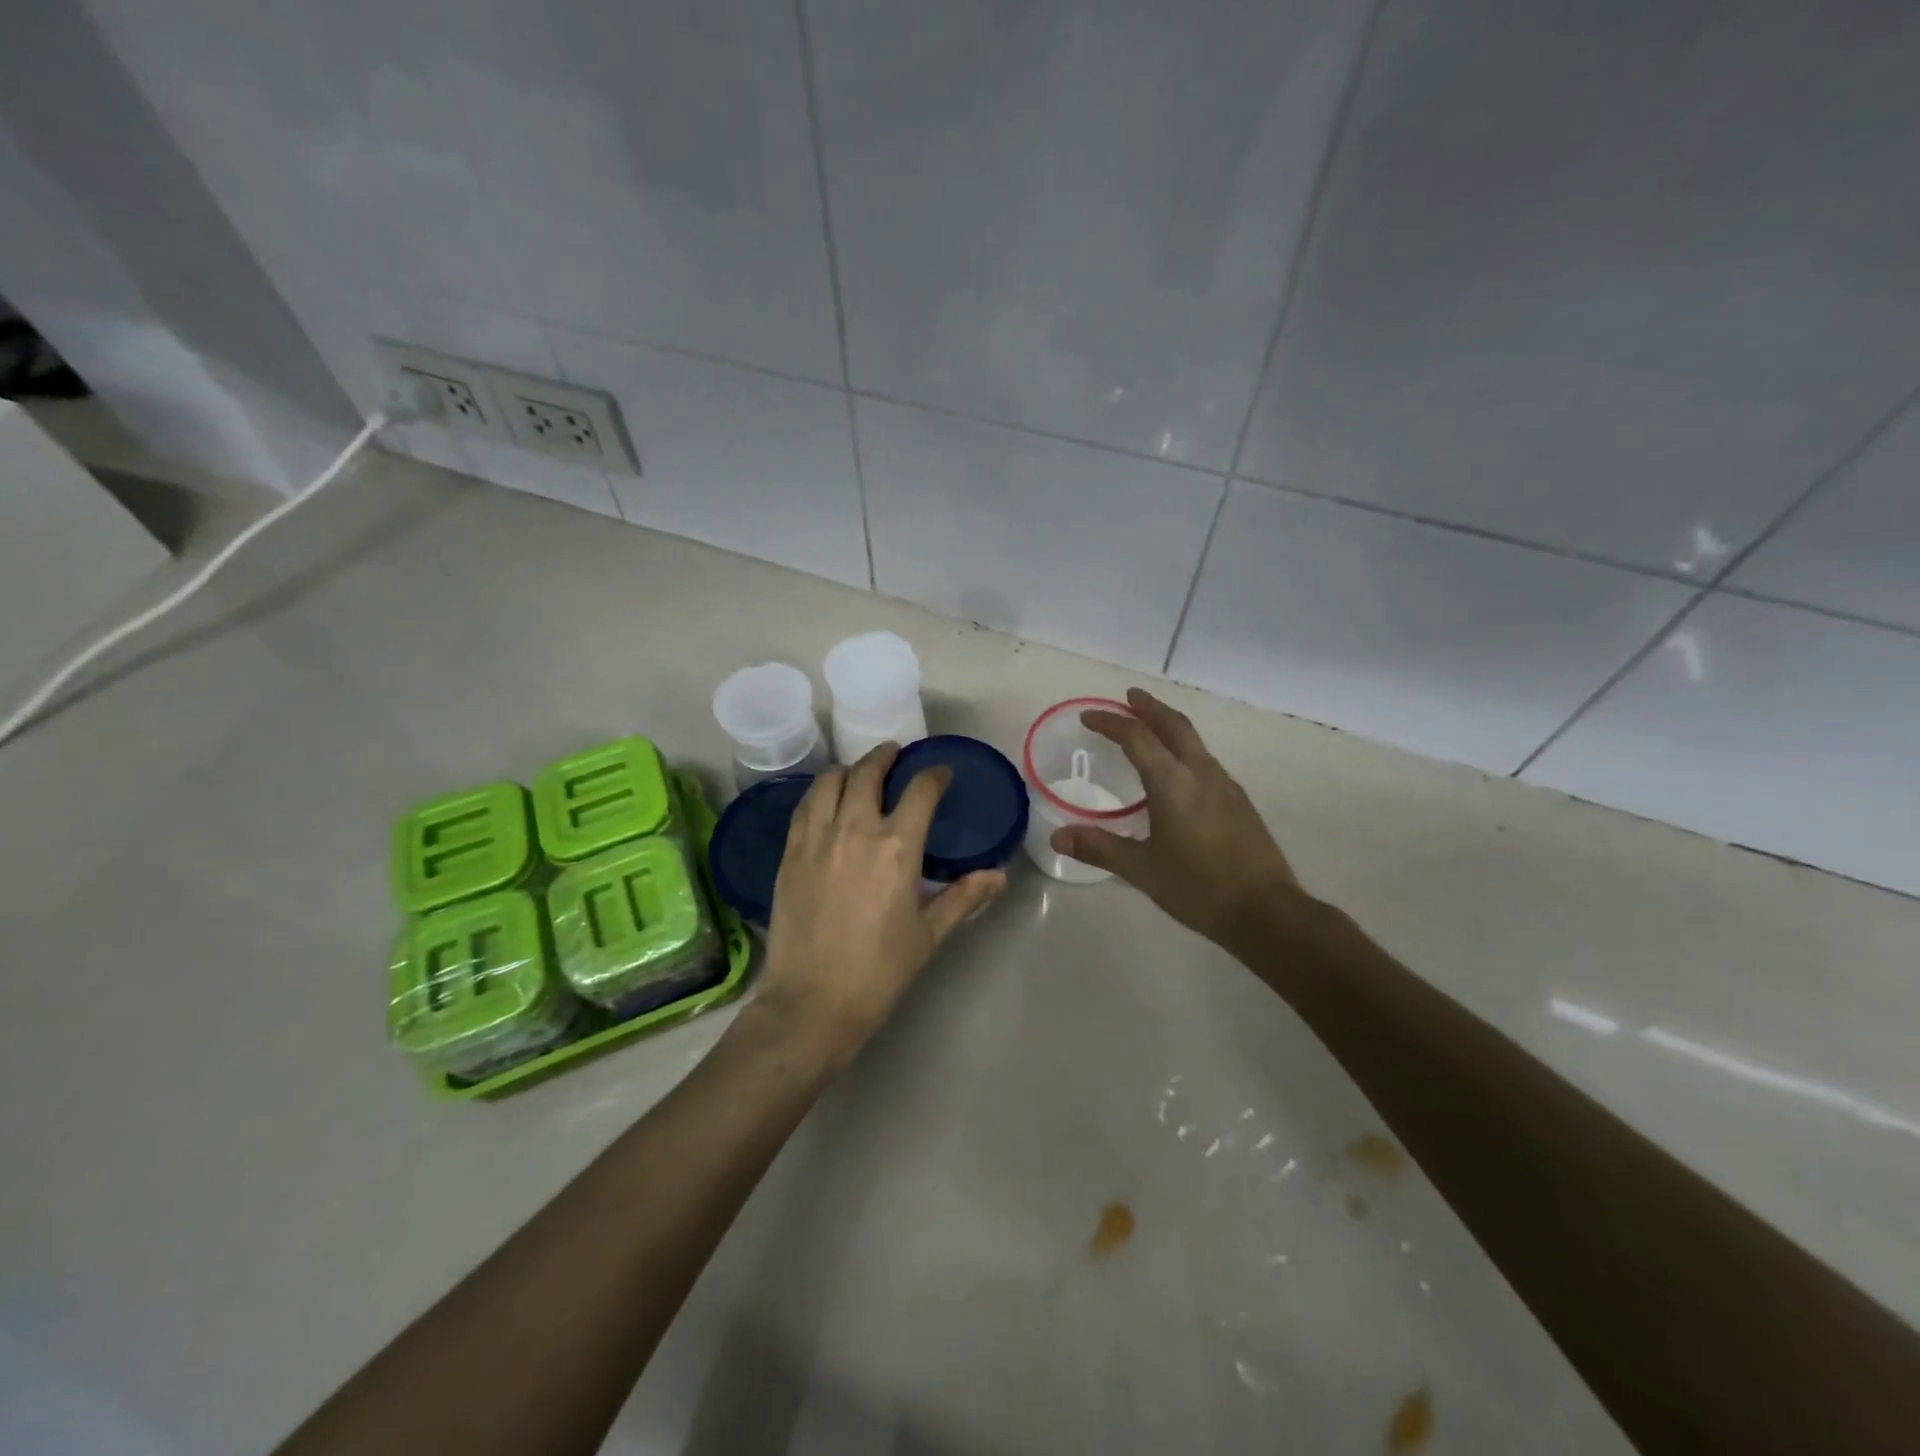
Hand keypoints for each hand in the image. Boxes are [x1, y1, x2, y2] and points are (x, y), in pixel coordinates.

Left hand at [759, 742, 1004, 1061]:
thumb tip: (998, 875)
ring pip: (829, 782)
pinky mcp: (790, 854)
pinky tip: (825, 801)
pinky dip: (819, 793)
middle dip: (884, 757)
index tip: (940, 773)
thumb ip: (963, 897)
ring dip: (848, 770)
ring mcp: (817, 839)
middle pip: (868, 773)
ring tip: (857, 773)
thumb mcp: (929, 934)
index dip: (934, 775)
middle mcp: (855, 829)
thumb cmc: (879, 971)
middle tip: (893, 755)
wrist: (812, 1002)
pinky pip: (804, 807)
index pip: (920, 791)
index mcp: (897, 847)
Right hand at [1050, 688, 1298, 946]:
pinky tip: (1178, 772)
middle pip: (1174, 725)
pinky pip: (1205, 761)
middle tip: (1129, 696)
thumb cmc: (1198, 888)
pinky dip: (1184, 750)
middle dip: (1149, 707)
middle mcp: (1201, 773)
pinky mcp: (1239, 802)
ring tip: (1150, 728)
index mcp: (1173, 783)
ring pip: (1194, 741)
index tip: (1088, 717)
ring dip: (1169, 726)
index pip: (1136, 737)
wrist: (1265, 911)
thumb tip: (1057, 838)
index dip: (1110, 722)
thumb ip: (1099, 848)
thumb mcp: (1141, 869)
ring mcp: (1225, 785)